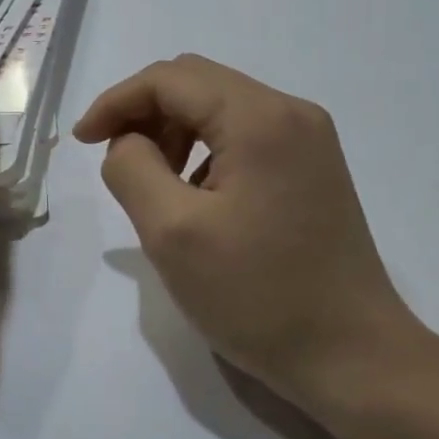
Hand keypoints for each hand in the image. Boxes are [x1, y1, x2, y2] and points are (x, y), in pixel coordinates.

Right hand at [74, 54, 419, 402]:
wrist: (356, 360)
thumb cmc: (259, 297)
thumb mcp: (172, 233)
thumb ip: (132, 168)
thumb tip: (128, 143)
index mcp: (259, 118)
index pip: (169, 79)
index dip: (116, 101)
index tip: (83, 141)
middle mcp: (290, 111)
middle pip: (195, 83)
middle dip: (144, 112)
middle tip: (116, 160)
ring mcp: (308, 138)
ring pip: (218, 105)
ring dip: (173, 130)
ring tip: (155, 183)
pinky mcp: (313, 165)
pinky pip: (243, 132)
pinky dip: (204, 148)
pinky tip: (196, 195)